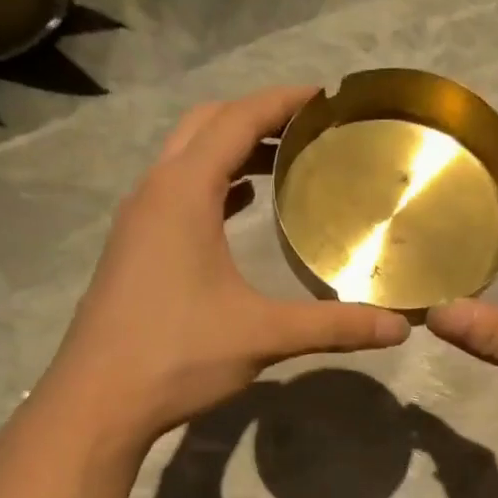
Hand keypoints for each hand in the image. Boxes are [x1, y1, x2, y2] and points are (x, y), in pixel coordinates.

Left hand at [36, 87, 409, 453]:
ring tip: (281, 162)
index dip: (281, 101)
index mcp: (182, 193)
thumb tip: (400, 328)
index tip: (324, 96)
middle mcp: (153, 193)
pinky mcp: (131, 251)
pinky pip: (174, 195)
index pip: (236, 120)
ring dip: (229, 150)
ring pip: (184, 161)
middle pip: (204, 126)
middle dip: (254, 117)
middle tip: (306, 128)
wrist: (98, 401)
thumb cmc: (177, 355)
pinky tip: (240, 209)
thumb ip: (333, 326)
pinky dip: (211, 187)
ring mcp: (136, 223)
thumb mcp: (262, 335)